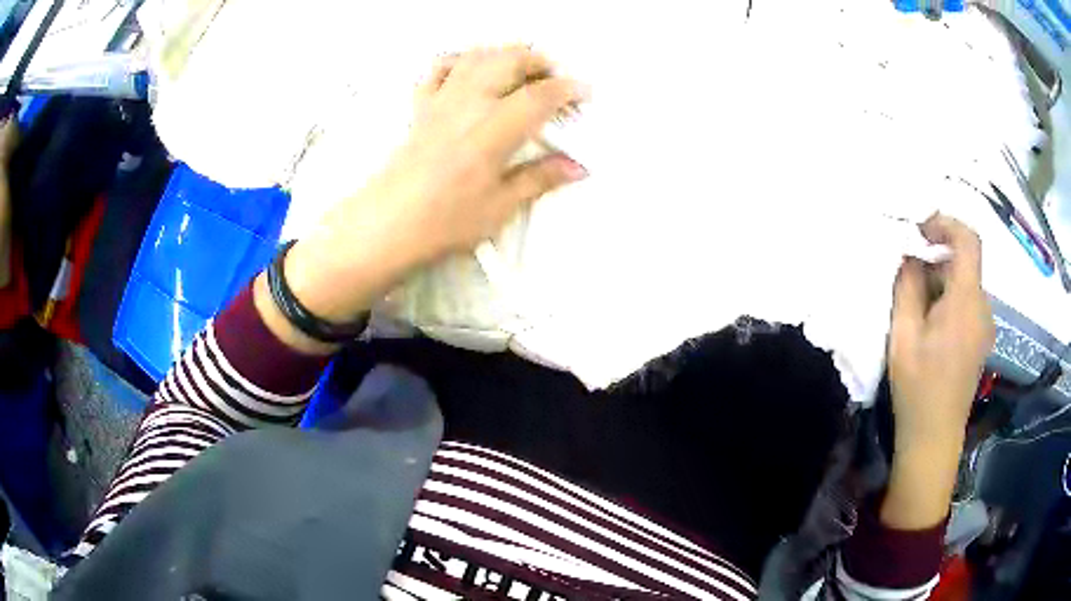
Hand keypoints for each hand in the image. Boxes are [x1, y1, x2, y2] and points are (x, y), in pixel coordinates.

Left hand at [257, 47, 587, 353]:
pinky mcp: (420, 107)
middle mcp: (469, 103)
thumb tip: (578, 167)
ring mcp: (441, 101)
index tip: (585, 93)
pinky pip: (439, 69)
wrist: (387, 224)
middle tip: (555, 78)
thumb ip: (540, 179)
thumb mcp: (500, 206)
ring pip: (477, 57)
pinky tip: (472, 70)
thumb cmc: (446, 221)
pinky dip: (461, 60)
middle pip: (509, 60)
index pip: (540, 95)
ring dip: (505, 53)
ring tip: (522, 68)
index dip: (568, 89)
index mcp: (494, 129)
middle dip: (539, 61)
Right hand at [888, 214, 994, 445]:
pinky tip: (932, 327)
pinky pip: (968, 303)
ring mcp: (985, 325)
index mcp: (966, 302)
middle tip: (908, 280)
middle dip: (937, 260)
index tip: (921, 230)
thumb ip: (908, 287)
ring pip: (965, 284)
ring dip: (942, 283)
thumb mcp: (903, 335)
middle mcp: (983, 307)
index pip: (968, 241)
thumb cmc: (918, 388)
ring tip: (917, 311)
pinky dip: (950, 300)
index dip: (946, 224)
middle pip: (965, 263)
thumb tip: (911, 256)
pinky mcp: (982, 339)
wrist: (934, 437)